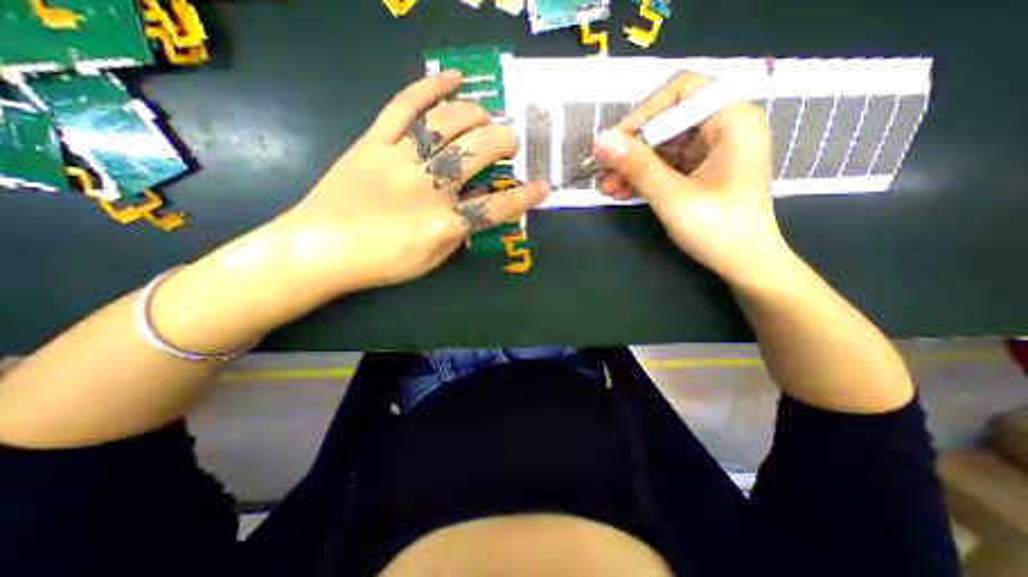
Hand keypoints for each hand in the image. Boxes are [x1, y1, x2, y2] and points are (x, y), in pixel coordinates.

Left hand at [272, 71, 545, 294]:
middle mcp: (427, 188)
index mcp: (443, 225)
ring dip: (476, 115)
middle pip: (477, 154)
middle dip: (503, 143)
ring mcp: (399, 160)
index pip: (496, 207)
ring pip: (446, 124)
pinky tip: (453, 77)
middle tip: (510, 144)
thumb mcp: (431, 260)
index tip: (543, 186)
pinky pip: (404, 107)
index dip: (524, 197)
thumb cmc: (380, 263)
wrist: (318, 249)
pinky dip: (430, 87)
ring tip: (487, 117)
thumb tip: (477, 210)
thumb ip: (458, 233)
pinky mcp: (373, 142)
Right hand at [594, 72, 789, 287]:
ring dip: (632, 166)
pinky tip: (620, 191)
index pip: (681, 93)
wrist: (744, 265)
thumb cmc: (718, 230)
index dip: (644, 114)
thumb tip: (600, 140)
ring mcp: (711, 153)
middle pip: (667, 123)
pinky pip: (665, 166)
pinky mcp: (700, 173)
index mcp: (732, 121)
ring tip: (605, 187)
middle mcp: (723, 129)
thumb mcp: (672, 196)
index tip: (613, 142)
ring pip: (662, 148)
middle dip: (632, 148)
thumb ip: (637, 166)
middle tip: (601, 169)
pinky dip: (642, 178)